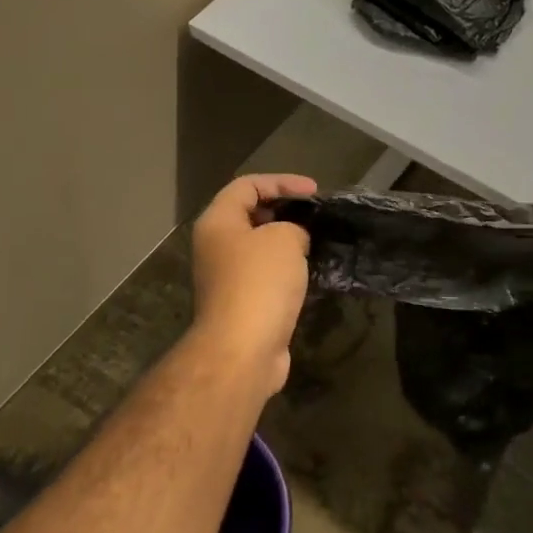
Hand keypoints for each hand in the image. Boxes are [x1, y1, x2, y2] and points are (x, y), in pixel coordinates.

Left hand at [189, 173, 317, 393]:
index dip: (282, 181)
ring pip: (259, 247)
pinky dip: (287, 270)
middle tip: (315, 215)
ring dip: (287, 242)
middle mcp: (216, 246)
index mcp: (218, 222)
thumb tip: (294, 239)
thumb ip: (294, 227)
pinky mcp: (241, 303)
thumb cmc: (260, 283)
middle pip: (251, 214)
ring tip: (317, 241)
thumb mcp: (285, 238)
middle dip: (284, 210)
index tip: (315, 192)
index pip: (247, 185)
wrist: (243, 350)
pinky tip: (309, 272)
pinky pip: (265, 275)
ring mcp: (226, 277)